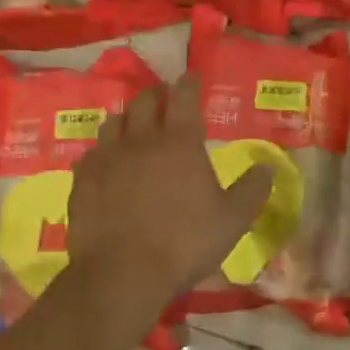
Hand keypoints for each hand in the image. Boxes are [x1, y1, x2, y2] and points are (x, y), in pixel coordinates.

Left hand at [68, 76, 273, 301]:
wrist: (122, 274)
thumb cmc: (185, 242)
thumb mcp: (233, 219)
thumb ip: (252, 189)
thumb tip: (268, 167)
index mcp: (180, 143)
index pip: (184, 97)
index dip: (189, 83)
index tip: (192, 76)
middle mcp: (141, 140)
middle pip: (144, 101)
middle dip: (157, 94)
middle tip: (165, 97)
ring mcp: (106, 158)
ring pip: (114, 122)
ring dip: (128, 118)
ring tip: (135, 126)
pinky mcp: (82, 181)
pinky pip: (92, 152)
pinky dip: (104, 149)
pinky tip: (108, 162)